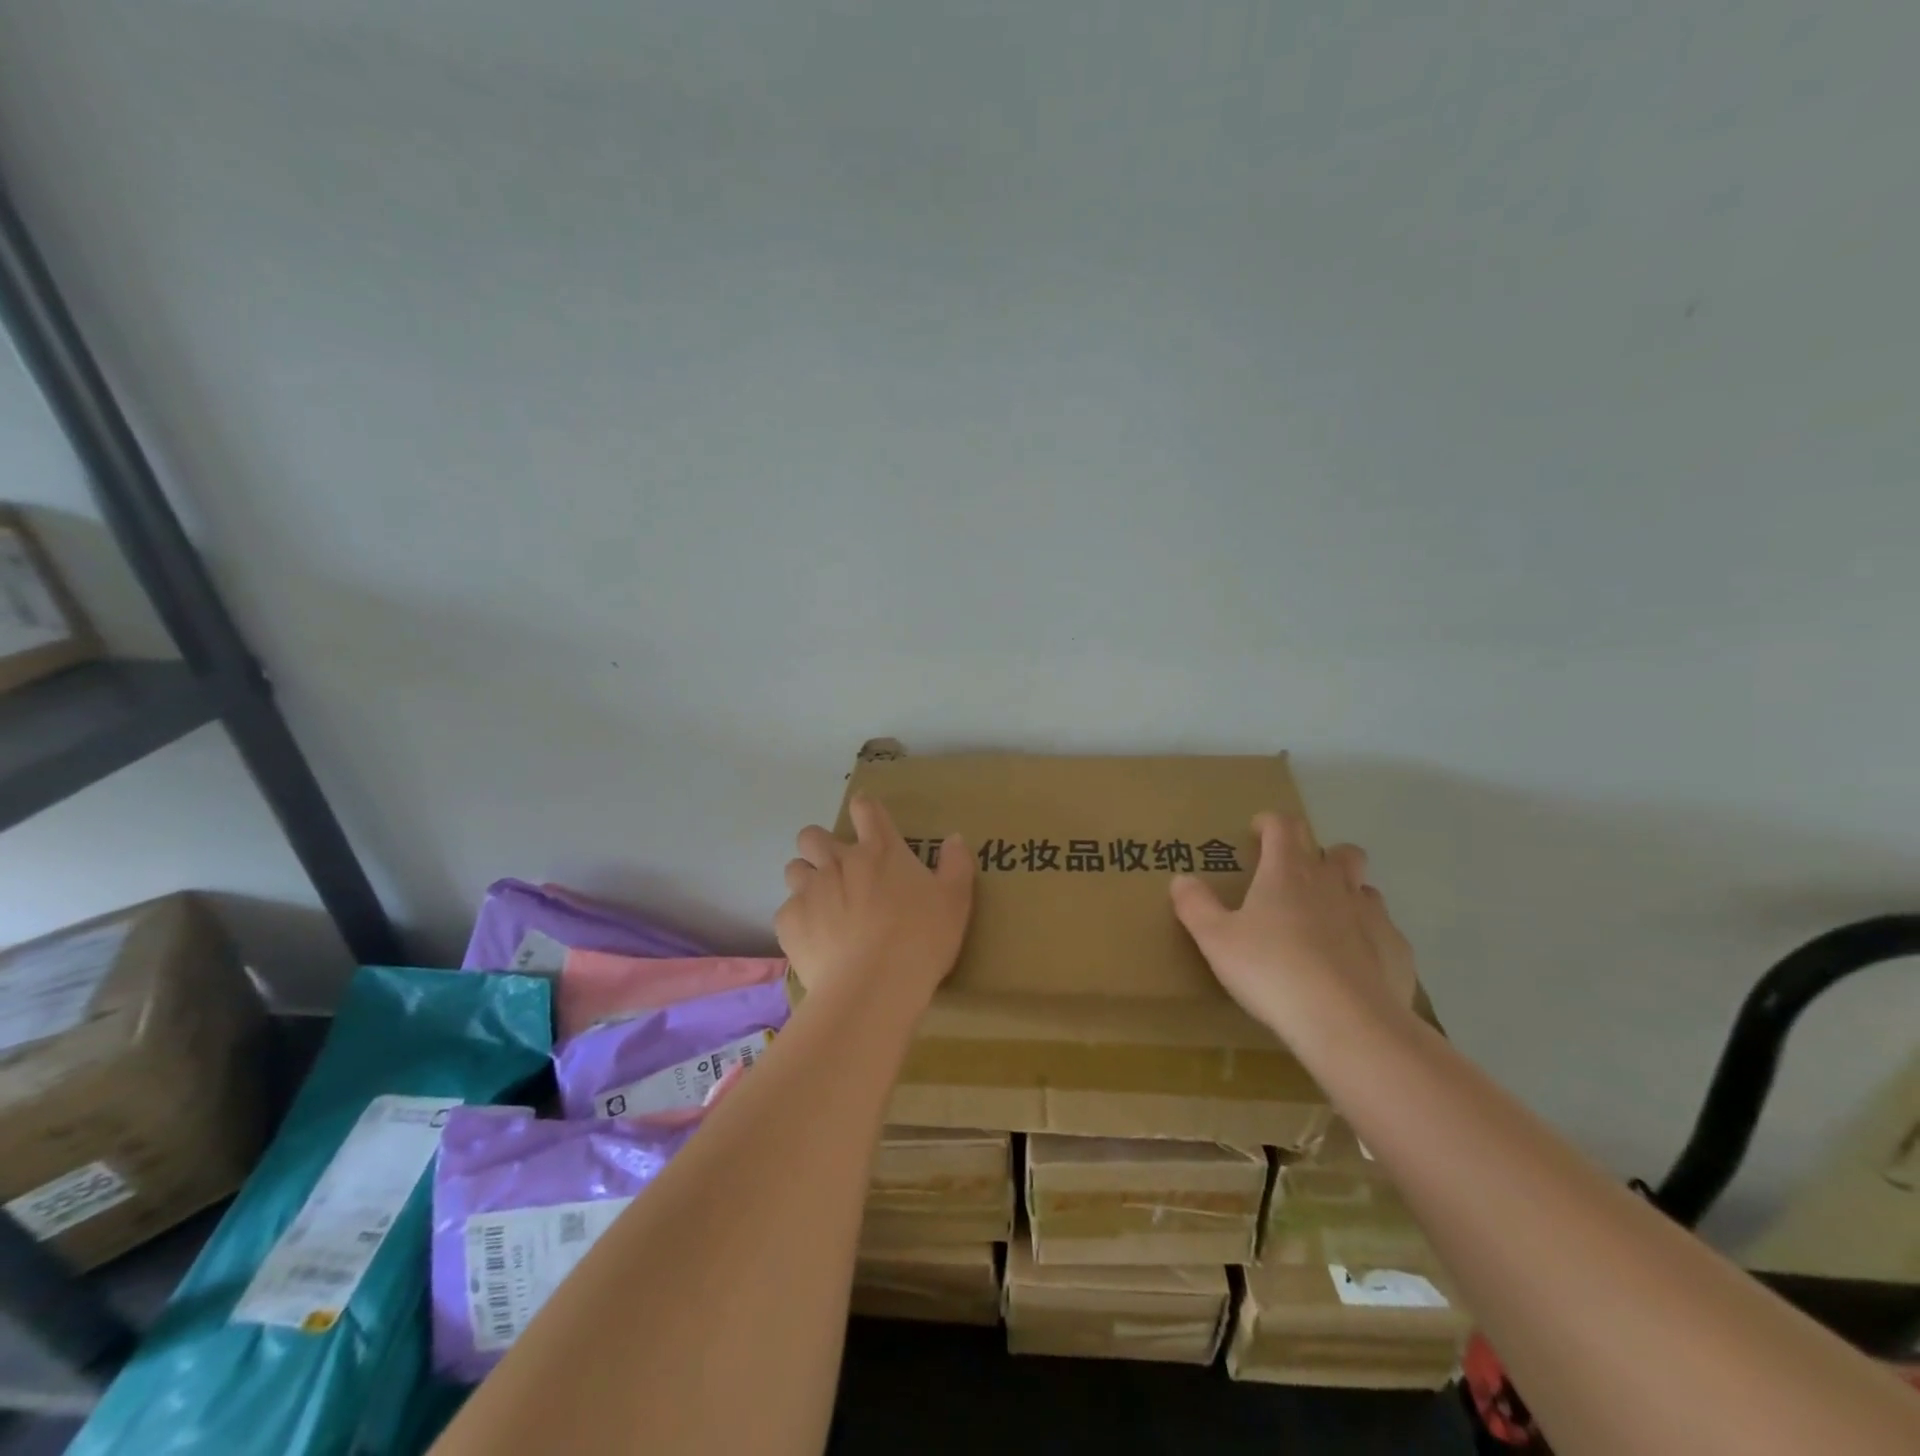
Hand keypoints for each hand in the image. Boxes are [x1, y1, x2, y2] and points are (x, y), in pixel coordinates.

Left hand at [775, 796, 973, 1010]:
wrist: (873, 987)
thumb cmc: (921, 939)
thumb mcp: (955, 902)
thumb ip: (956, 865)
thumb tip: (954, 839)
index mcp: (880, 851)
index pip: (865, 809)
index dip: (864, 809)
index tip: (866, 818)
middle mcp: (839, 861)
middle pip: (813, 835)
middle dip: (820, 845)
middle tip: (838, 870)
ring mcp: (810, 889)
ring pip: (794, 868)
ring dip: (806, 879)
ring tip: (822, 905)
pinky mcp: (789, 921)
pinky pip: (787, 910)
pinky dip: (799, 920)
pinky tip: (815, 941)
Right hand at [1170, 812, 1417, 1044]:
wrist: (1347, 1023)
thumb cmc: (1272, 971)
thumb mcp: (1215, 940)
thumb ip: (1195, 906)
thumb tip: (1182, 880)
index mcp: (1288, 872)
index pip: (1284, 825)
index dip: (1270, 823)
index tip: (1257, 833)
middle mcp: (1334, 883)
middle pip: (1339, 850)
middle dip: (1320, 855)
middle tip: (1297, 881)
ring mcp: (1372, 915)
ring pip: (1365, 888)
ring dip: (1346, 896)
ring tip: (1324, 925)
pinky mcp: (1397, 950)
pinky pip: (1383, 932)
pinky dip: (1367, 939)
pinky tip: (1352, 966)